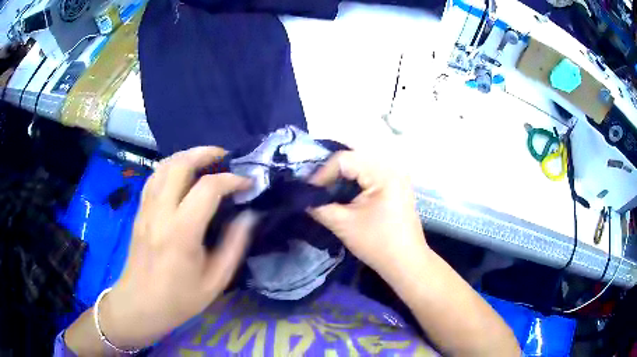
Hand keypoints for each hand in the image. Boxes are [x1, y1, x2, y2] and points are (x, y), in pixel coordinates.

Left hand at [98, 147, 255, 349]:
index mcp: (181, 231)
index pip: (208, 188)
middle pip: (180, 164)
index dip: (232, 180)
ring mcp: (146, 208)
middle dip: (206, 153)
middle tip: (226, 157)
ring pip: (164, 165)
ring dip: (187, 156)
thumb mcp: (215, 281)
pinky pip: (155, 177)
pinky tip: (182, 175)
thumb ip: (234, 246)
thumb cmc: (179, 298)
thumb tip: (249, 216)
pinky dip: (171, 167)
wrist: (140, 303)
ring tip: (206, 161)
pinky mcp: (140, 210)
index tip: (248, 183)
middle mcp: (161, 212)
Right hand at [309, 151, 428, 275]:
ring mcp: (395, 176)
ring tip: (326, 190)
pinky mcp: (395, 186)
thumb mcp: (344, 225)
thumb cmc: (377, 244)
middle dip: (331, 172)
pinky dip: (354, 181)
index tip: (310, 192)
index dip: (322, 173)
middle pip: (353, 158)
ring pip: (361, 166)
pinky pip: (370, 175)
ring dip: (342, 176)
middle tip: (315, 189)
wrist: (406, 262)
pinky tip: (343, 194)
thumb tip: (303, 198)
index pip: (344, 159)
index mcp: (382, 173)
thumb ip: (320, 207)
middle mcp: (391, 168)